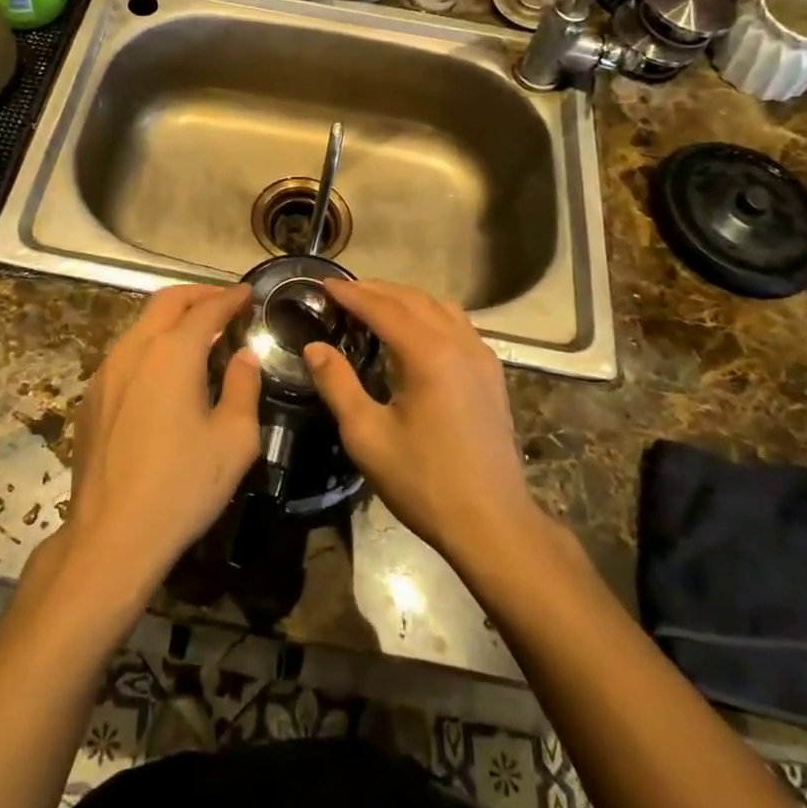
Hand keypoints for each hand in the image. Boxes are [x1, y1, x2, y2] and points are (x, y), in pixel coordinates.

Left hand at [63, 285, 259, 591]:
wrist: (111, 536)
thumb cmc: (182, 487)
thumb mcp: (234, 440)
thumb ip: (243, 388)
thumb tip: (244, 357)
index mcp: (172, 353)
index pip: (206, 309)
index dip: (230, 298)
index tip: (248, 294)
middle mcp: (134, 350)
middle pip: (166, 302)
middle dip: (198, 295)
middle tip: (224, 303)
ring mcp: (105, 372)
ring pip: (141, 325)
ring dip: (171, 318)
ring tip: (198, 334)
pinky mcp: (91, 397)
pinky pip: (125, 353)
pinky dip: (151, 344)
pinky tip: (165, 371)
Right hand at [304, 280, 536, 559]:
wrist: (492, 523)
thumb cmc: (424, 481)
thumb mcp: (367, 436)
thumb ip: (338, 384)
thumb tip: (314, 346)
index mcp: (428, 354)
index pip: (382, 307)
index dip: (350, 293)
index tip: (323, 284)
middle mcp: (459, 343)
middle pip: (412, 299)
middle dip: (375, 290)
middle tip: (343, 293)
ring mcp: (481, 356)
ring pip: (439, 307)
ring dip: (404, 299)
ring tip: (375, 306)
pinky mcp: (491, 374)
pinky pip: (458, 325)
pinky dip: (430, 315)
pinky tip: (416, 333)